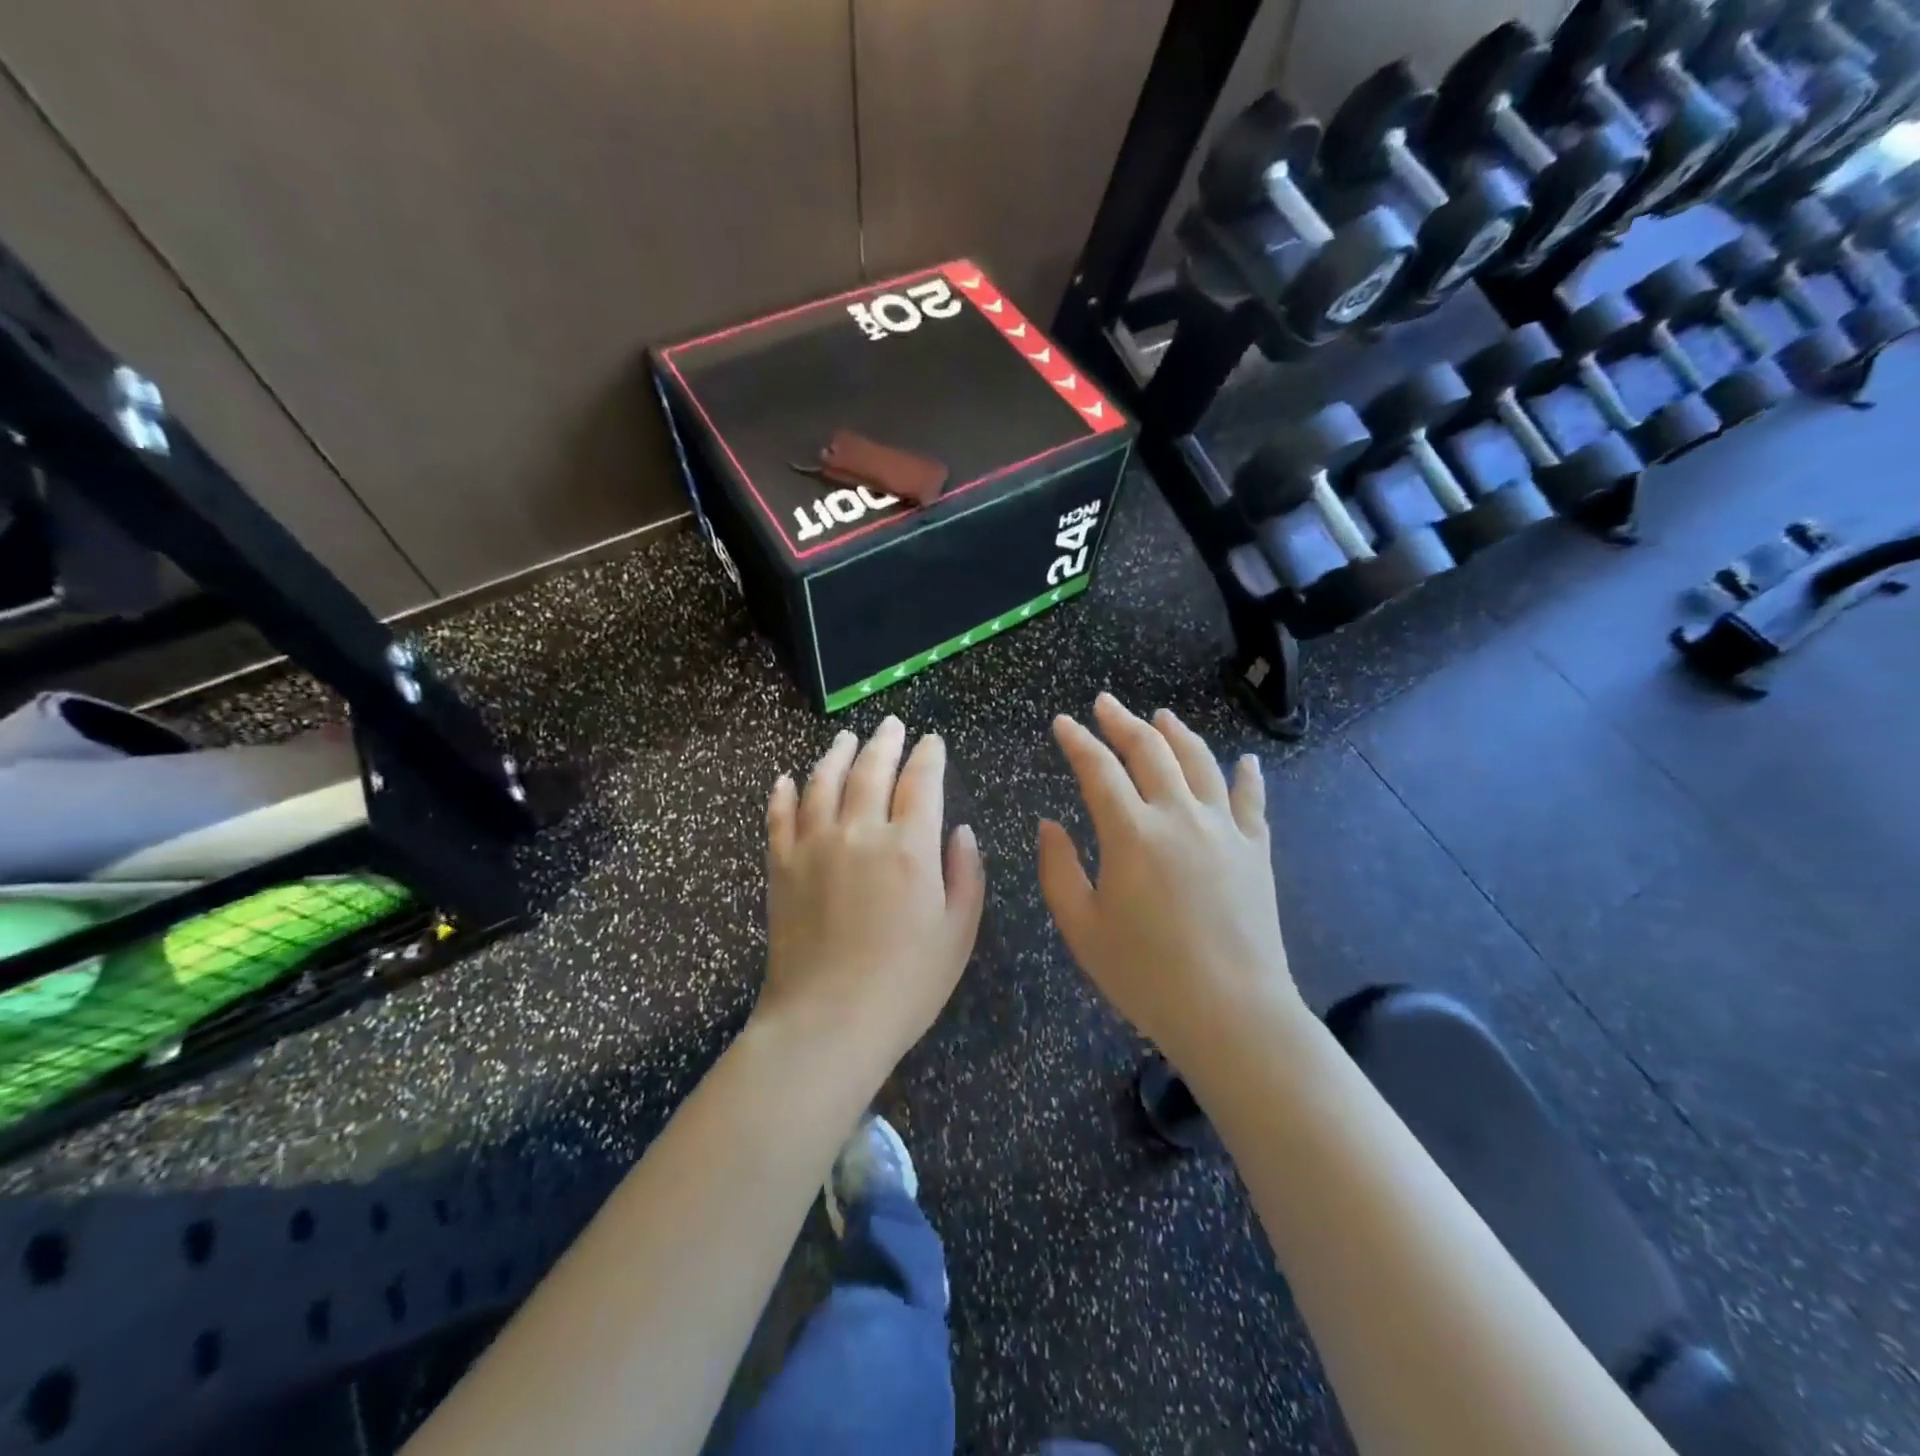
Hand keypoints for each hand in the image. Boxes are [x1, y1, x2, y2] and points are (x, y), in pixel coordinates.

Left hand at [759, 717, 985, 1073]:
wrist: (827, 1023)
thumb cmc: (905, 984)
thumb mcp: (958, 934)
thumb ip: (965, 875)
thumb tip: (961, 831)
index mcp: (910, 847)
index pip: (921, 782)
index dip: (929, 756)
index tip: (933, 741)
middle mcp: (860, 832)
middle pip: (871, 770)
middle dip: (885, 742)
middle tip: (892, 725)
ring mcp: (814, 846)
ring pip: (823, 782)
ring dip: (837, 754)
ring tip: (846, 738)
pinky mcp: (781, 867)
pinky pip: (779, 817)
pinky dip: (783, 794)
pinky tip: (786, 780)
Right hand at [1038, 694, 1301, 1069]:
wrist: (1232, 1013)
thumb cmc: (1146, 975)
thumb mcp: (1082, 927)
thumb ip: (1058, 870)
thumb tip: (1049, 825)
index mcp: (1131, 833)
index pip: (1098, 769)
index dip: (1077, 741)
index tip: (1062, 722)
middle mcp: (1178, 815)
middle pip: (1150, 750)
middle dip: (1123, 722)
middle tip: (1105, 704)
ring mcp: (1223, 829)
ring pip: (1200, 762)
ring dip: (1177, 733)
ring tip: (1162, 716)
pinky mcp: (1256, 849)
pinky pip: (1252, 800)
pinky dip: (1246, 775)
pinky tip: (1244, 760)